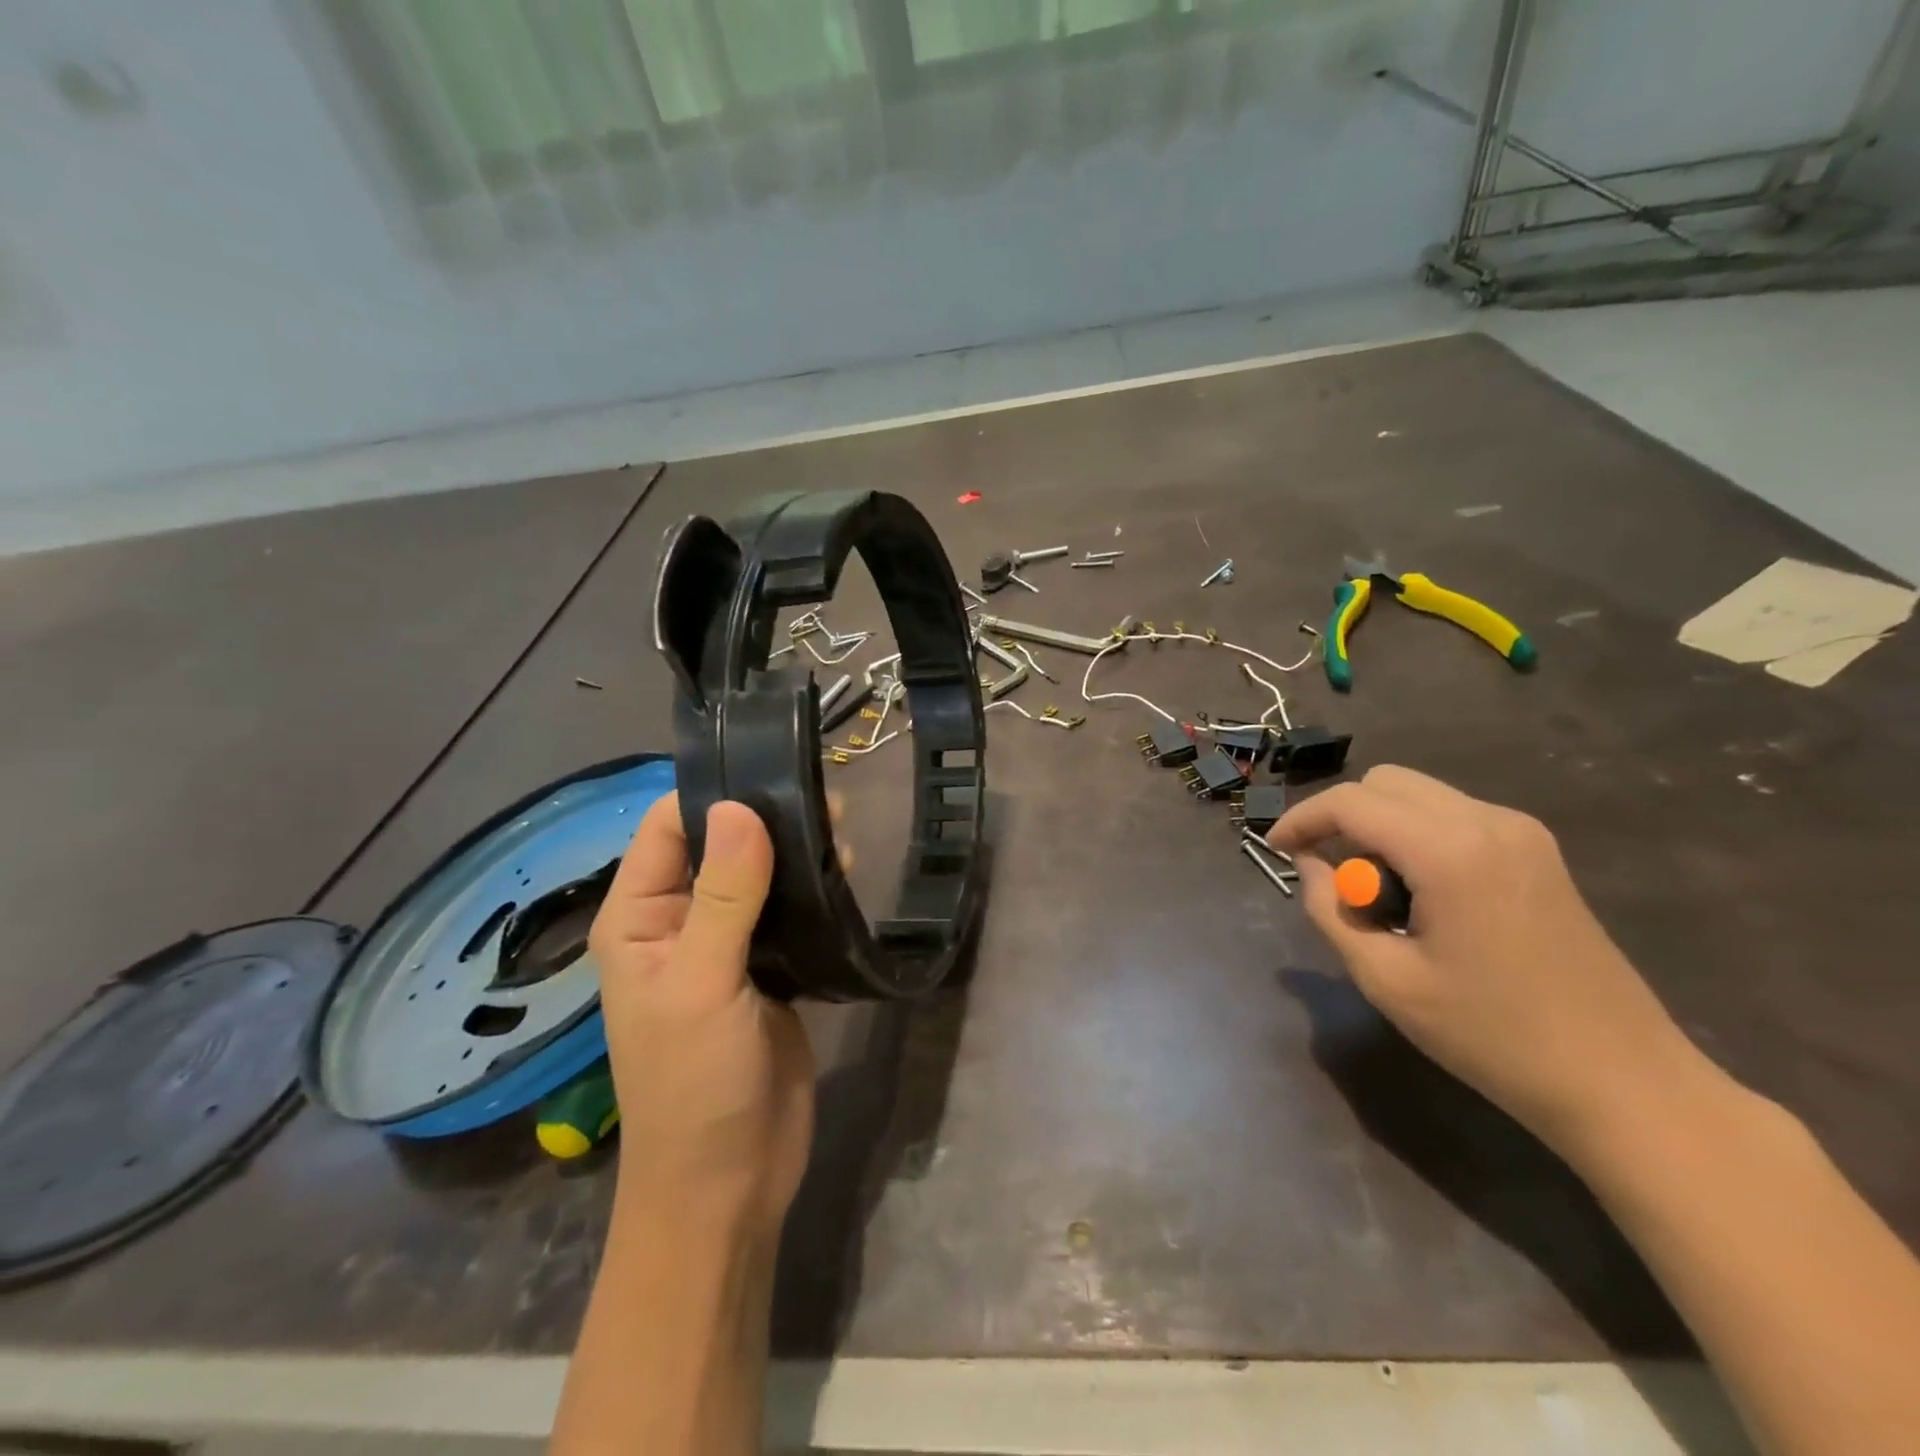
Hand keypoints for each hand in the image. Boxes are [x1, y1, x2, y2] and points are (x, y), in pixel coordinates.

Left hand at [589, 793, 812, 1235]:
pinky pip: (787, 913)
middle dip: (764, 819)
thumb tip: (740, 807)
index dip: (712, 794)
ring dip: (794, 853)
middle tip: (828, 802)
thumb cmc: (695, 1083)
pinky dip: (811, 890)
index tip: (773, 769)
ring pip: (757, 876)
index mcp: (639, 917)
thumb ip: (723, 894)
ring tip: (844, 831)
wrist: (731, 1180)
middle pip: (717, 845)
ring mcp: (726, 947)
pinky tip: (845, 874)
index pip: (667, 828)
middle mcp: (677, 922)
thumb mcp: (703, 983)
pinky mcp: (768, 970)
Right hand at [1270, 765, 1702, 1156]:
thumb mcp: (1386, 980)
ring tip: (1379, 895)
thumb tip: (1311, 866)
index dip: (1302, 819)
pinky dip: (1416, 837)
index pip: (1351, 801)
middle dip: (1343, 819)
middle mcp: (1488, 821)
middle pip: (1385, 782)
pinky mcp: (1538, 851)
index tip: (1275, 849)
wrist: (1623, 1081)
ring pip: (1419, 796)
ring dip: (1380, 828)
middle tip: (1334, 879)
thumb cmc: (1493, 1036)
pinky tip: (1422, 895)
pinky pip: (1453, 816)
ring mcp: (1521, 833)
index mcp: (1449, 851)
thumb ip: (1331, 911)